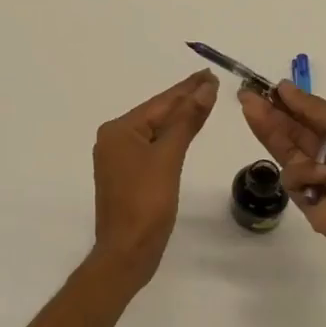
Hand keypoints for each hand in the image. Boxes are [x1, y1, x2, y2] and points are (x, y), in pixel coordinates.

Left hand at [89, 70, 219, 290]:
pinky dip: (171, 138)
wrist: (127, 253)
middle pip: (157, 114)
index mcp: (119, 130)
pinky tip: (185, 132)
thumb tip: (205, 87)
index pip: (161, 102)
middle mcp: (114, 139)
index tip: (209, 73)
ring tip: (203, 100)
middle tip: (211, 82)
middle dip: (184, 100)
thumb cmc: (146, 203)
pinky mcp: (127, 176)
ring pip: (155, 131)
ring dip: (179, 118)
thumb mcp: (169, 157)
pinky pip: (153, 147)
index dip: (188, 88)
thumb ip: (187, 120)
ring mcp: (118, 159)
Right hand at [239, 82, 325, 262]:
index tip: (263, 89)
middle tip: (244, 96)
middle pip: (290, 132)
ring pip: (283, 150)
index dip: (285, 103)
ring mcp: (314, 178)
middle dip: (268, 113)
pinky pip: (292, 178)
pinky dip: (305, 173)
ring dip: (269, 130)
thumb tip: (283, 87)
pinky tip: (322, 176)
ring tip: (252, 111)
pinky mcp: (305, 200)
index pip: (306, 117)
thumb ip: (311, 107)